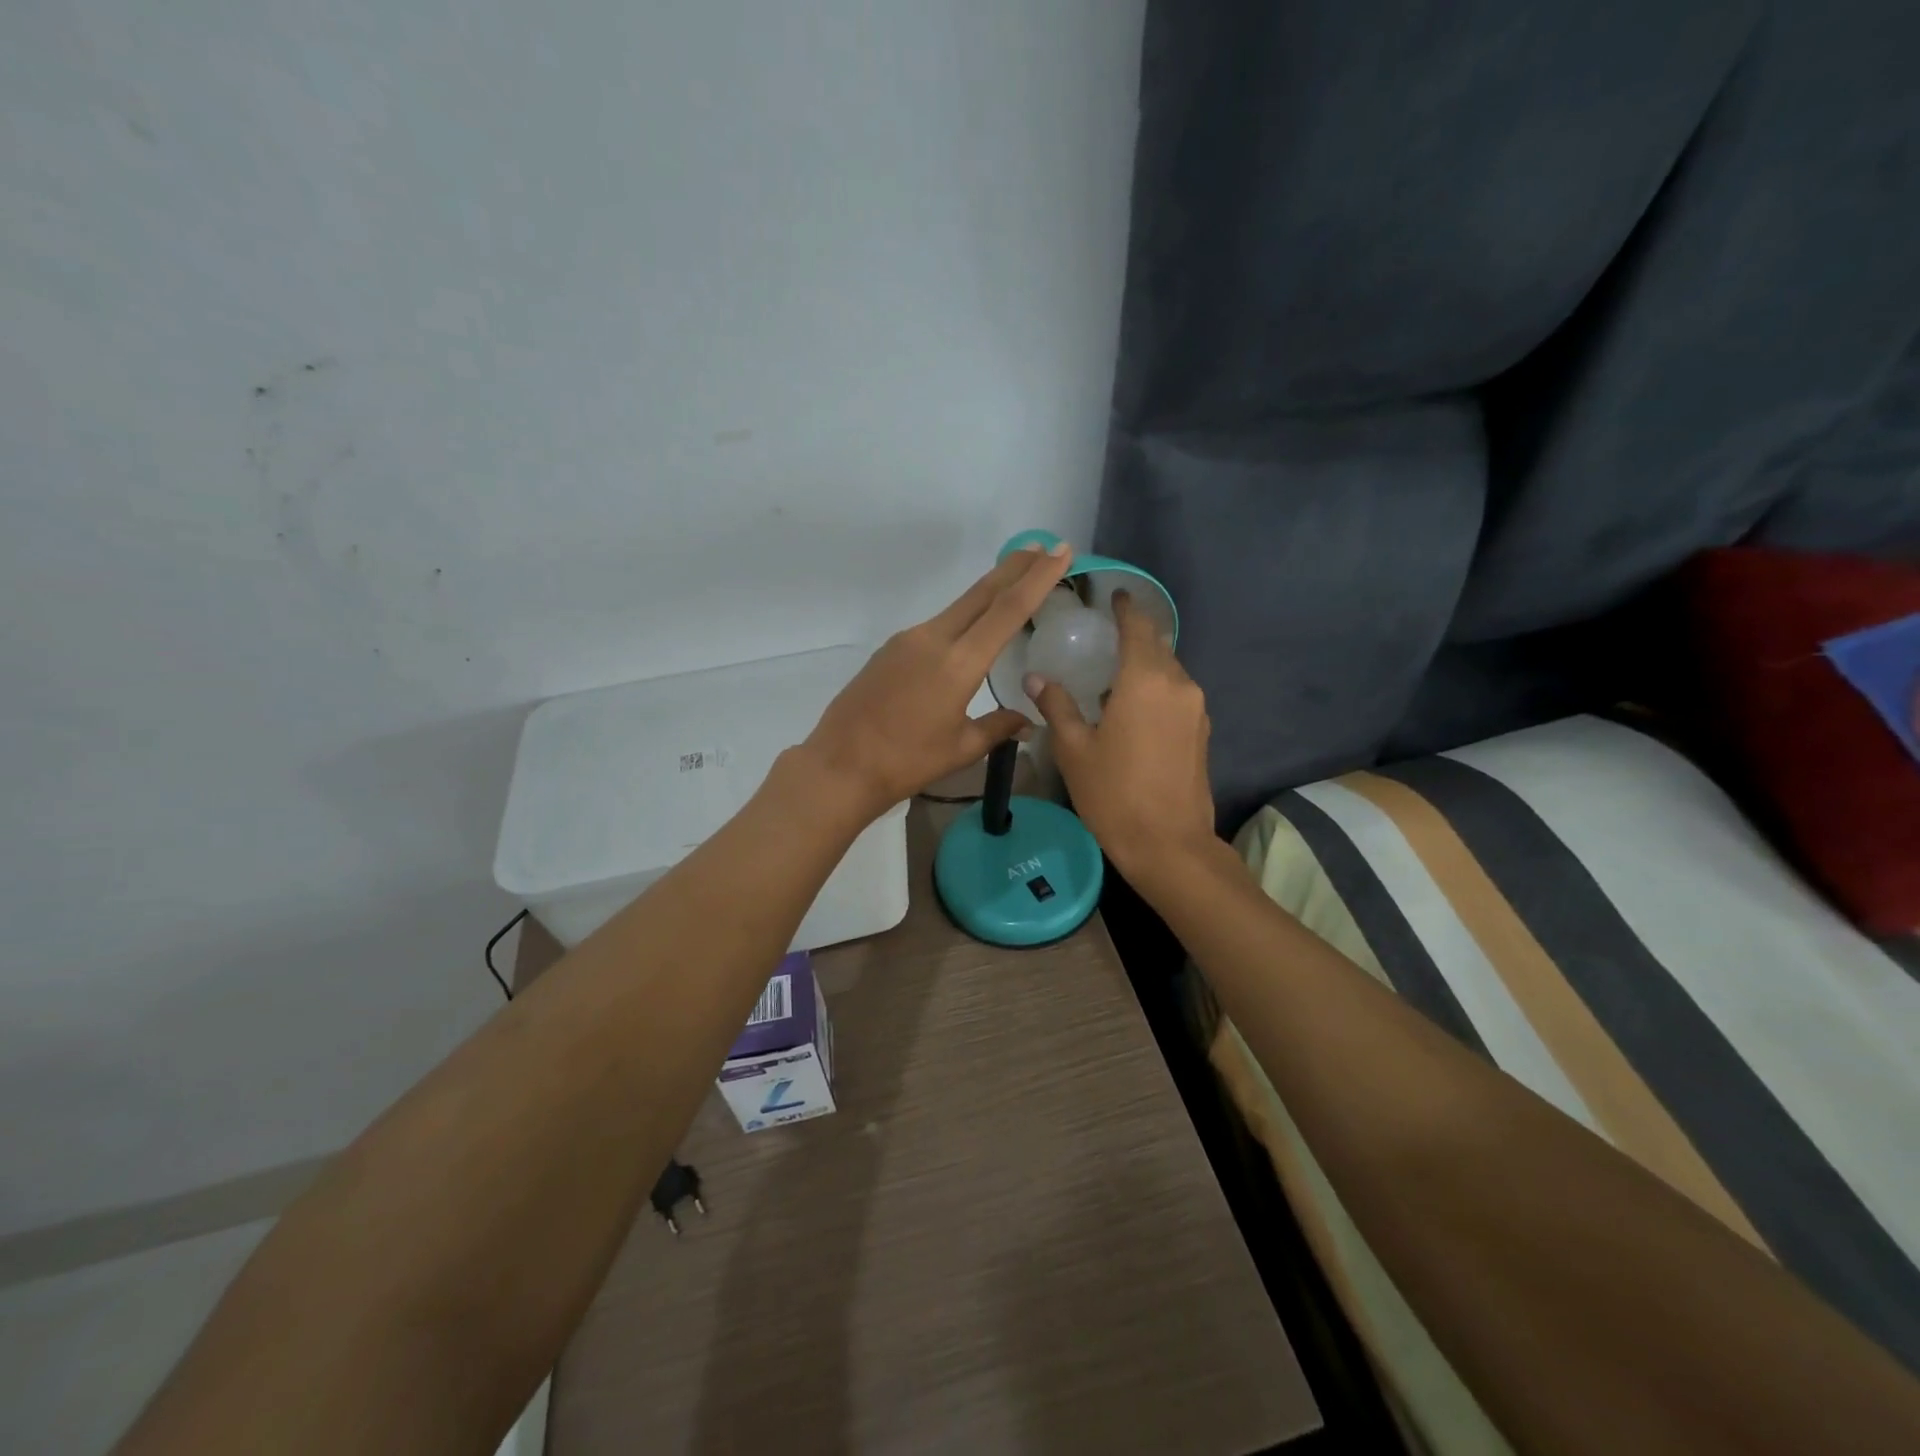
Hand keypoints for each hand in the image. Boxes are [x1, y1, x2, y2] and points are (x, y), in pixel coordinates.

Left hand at [803, 542, 1073, 820]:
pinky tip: (970, 630)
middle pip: (982, 594)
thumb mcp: (961, 748)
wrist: (840, 765)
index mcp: (958, 663)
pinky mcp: (890, 649)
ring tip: (1014, 581)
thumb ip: (998, 727)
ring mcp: (907, 640)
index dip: (1038, 578)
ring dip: (988, 591)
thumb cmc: (906, 762)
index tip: (1060, 551)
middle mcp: (933, 639)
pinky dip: (962, 617)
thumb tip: (1028, 721)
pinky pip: (936, 626)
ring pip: (958, 607)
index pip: (1008, 610)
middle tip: (1044, 547)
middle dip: (1016, 568)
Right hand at [1027, 591, 1216, 881]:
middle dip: (1134, 635)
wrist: (1168, 845)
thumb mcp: (1074, 749)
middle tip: (1104, 636)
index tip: (1113, 596)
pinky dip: (1156, 689)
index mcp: (1145, 680)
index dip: (1125, 608)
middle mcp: (1178, 684)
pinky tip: (1133, 708)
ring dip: (1145, 665)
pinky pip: (1177, 695)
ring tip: (1114, 674)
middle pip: (1157, 646)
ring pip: (1169, 671)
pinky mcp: (1202, 732)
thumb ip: (1057, 706)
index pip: (1138, 627)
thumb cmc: (1114, 794)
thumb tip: (1036, 678)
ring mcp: (1196, 709)